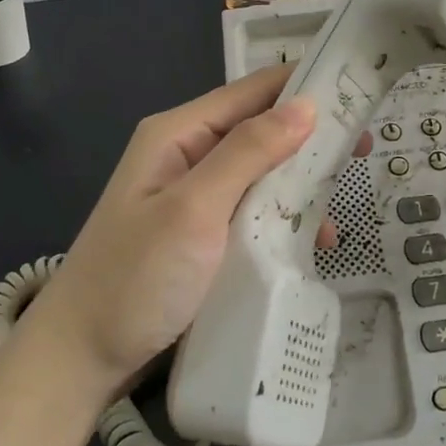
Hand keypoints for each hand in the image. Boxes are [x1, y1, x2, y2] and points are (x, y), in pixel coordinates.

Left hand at [20, 65, 358, 402]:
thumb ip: (248, 152)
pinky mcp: (204, 236)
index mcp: (178, 134)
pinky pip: (254, 212)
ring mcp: (195, 199)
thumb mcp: (194, 209)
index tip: (359, 90)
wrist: (82, 359)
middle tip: (363, 151)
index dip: (304, 86)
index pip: (252, 91)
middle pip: (260, 131)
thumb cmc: (136, 278)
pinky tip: (313, 243)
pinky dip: (283, 221)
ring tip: (342, 205)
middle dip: (309, 140)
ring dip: (300, 186)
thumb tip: (305, 104)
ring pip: (262, 174)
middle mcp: (188, 156)